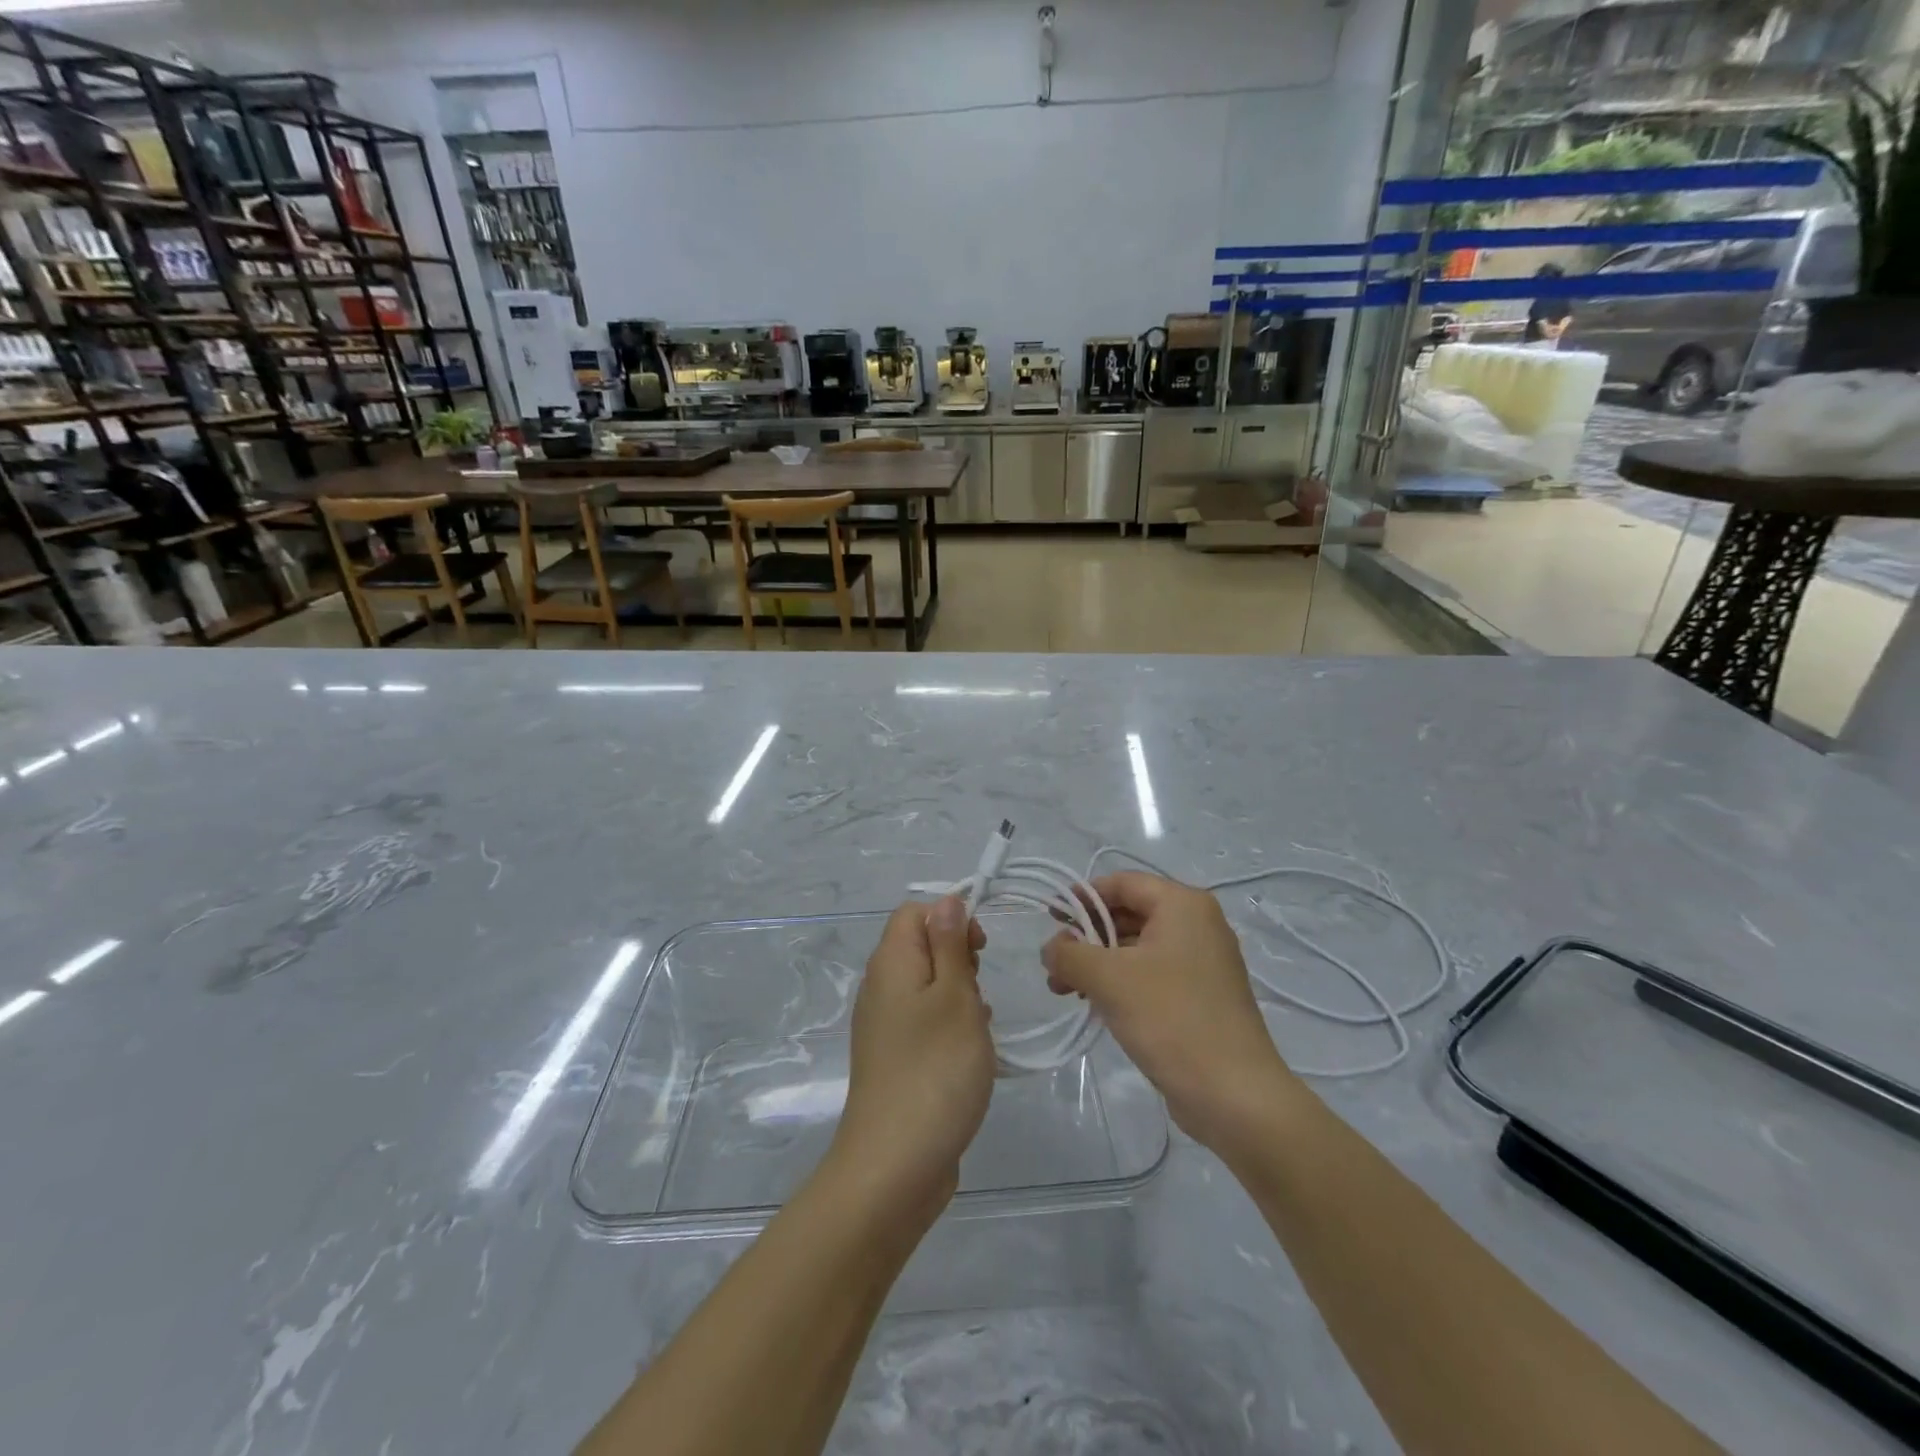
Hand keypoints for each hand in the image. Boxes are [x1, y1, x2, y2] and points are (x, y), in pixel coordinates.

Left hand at [830, 897, 993, 1217]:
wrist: (895, 1164)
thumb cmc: (935, 1069)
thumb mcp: (955, 996)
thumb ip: (950, 944)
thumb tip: (946, 901)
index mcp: (891, 962)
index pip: (914, 912)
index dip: (950, 917)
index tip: (980, 949)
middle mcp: (880, 987)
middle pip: (919, 945)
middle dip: (958, 956)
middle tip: (980, 989)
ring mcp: (884, 1025)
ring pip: (926, 984)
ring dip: (958, 992)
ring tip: (980, 1022)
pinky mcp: (894, 1058)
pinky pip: (923, 1020)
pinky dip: (949, 1023)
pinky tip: (971, 1048)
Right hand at [1042, 872, 1300, 1149]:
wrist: (1235, 1095)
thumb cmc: (1171, 1019)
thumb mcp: (1109, 979)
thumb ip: (1070, 954)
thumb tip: (1051, 948)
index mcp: (1183, 905)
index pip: (1122, 883)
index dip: (1082, 896)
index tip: (1050, 918)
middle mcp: (1197, 924)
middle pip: (1129, 914)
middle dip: (1087, 936)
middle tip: (1053, 962)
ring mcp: (1203, 962)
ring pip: (1138, 948)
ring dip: (1098, 963)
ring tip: (1064, 990)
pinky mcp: (1202, 996)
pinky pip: (1152, 974)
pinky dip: (1121, 982)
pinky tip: (1095, 1005)